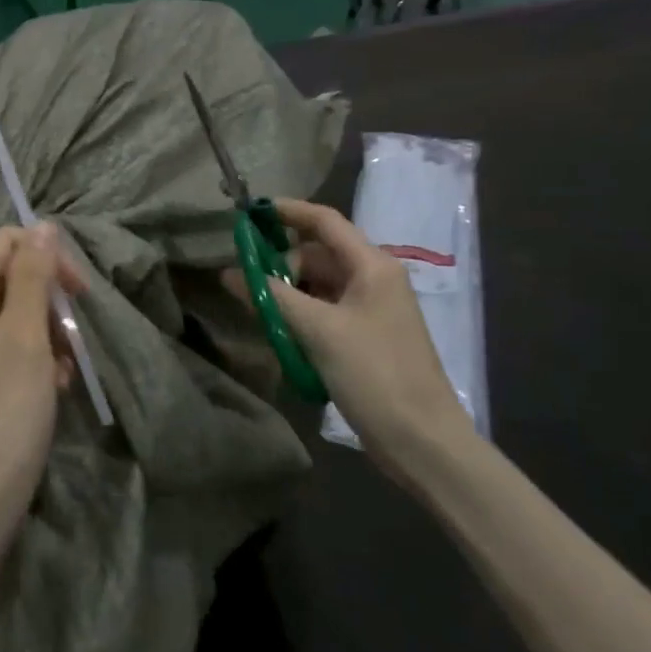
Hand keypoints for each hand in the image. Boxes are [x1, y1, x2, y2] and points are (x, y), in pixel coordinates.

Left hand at [0, 225, 81, 545]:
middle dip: (49, 303)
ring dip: (48, 335)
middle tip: (72, 341)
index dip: (46, 257)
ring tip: (62, 374)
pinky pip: (9, 347)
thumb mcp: (25, 338)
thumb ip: (32, 277)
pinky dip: (36, 360)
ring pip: (16, 314)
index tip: (79, 293)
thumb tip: (42, 225)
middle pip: (11, 278)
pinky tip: (52, 389)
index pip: (6, 243)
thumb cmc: (3, 415)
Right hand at [239, 199, 473, 477]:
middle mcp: (372, 280)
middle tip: (247, 284)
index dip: (286, 211)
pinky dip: (297, 315)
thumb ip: (271, 296)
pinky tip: (276, 331)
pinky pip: (321, 312)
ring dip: (285, 293)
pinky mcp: (361, 337)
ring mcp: (368, 310)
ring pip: (316, 285)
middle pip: (316, 254)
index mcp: (372, 266)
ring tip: (257, 309)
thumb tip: (229, 272)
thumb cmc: (374, 373)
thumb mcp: (317, 330)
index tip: (247, 213)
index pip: (324, 221)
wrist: (421, 440)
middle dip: (279, 263)